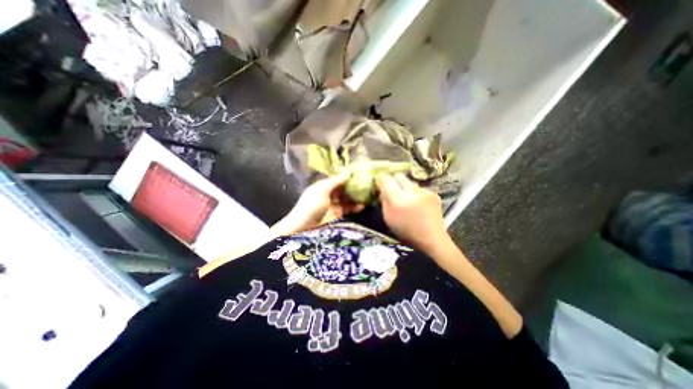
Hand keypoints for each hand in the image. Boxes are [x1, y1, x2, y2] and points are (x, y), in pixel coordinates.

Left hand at [274, 175, 364, 234]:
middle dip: (354, 187)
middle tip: (368, 185)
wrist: (303, 228)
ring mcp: (334, 204)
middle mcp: (329, 193)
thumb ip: (336, 182)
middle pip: (344, 188)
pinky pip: (348, 208)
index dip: (348, 177)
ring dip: (356, 197)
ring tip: (367, 195)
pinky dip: (355, 207)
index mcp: (323, 185)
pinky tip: (362, 205)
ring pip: (347, 198)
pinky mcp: (337, 214)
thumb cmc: (311, 206)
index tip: (361, 174)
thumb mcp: (322, 191)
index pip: (338, 179)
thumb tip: (349, 172)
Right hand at [378, 173, 452, 251]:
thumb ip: (384, 201)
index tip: (379, 182)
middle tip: (392, 191)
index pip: (386, 179)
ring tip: (406, 200)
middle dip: (393, 181)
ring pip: (409, 182)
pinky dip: (415, 193)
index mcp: (398, 199)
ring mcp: (424, 191)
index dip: (380, 178)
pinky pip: (419, 188)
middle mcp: (412, 191)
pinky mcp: (433, 193)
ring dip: (405, 188)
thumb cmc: (406, 232)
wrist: (432, 239)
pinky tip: (417, 204)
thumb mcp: (388, 218)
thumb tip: (383, 189)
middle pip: (399, 176)